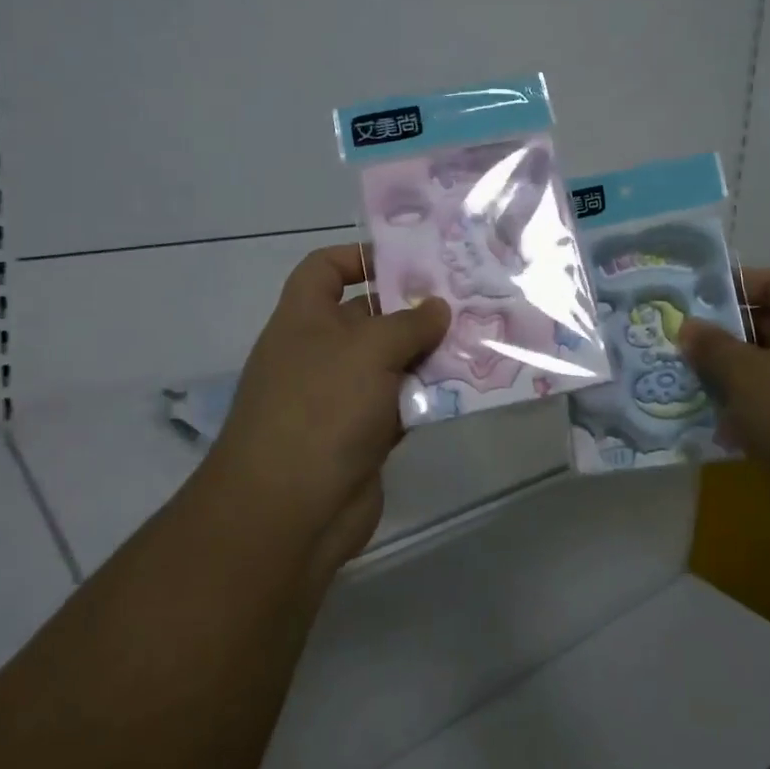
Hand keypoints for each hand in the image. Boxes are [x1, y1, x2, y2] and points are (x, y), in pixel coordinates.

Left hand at [205, 244, 449, 571]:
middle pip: (369, 315)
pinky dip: (428, 394)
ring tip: (479, 337)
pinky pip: (402, 402)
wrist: (290, 512)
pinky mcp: (364, 434)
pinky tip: (467, 387)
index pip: (325, 268)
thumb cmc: (321, 409)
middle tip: (467, 298)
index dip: (360, 256)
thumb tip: (438, 307)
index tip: (408, 261)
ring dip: (429, 353)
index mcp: (304, 319)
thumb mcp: (368, 350)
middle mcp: (320, 352)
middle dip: (413, 307)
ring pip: (392, 361)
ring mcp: (341, 396)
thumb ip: (408, 323)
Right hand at [678, 269, 769, 503]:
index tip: (691, 300)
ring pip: (768, 366)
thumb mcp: (746, 375)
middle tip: (680, 343)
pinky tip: (716, 426)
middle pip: (767, 324)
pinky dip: (747, 408)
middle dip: (722, 334)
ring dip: (730, 374)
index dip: (732, 285)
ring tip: (688, 382)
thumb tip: (688, 327)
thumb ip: (712, 346)